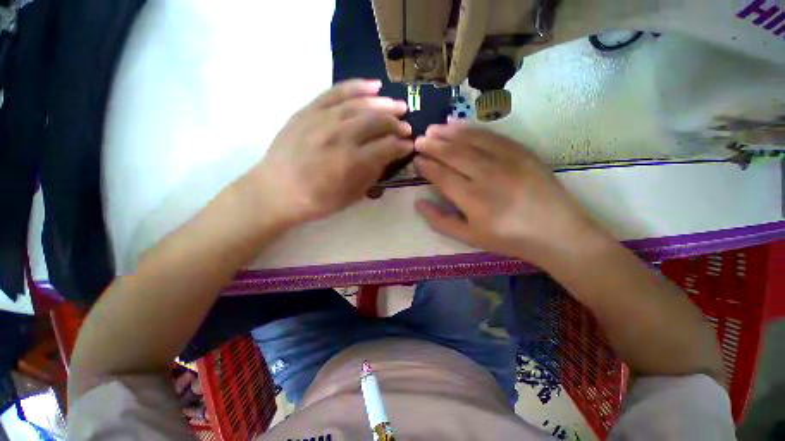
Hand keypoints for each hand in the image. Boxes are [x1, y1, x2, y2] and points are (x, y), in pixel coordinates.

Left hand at [239, 79, 413, 226]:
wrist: (275, 191)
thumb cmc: (316, 201)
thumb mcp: (350, 197)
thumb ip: (371, 175)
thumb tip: (386, 157)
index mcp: (350, 162)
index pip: (386, 147)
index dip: (402, 146)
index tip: (409, 146)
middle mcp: (339, 136)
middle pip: (376, 122)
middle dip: (397, 124)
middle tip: (407, 127)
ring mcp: (322, 119)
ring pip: (360, 105)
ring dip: (384, 104)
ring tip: (398, 105)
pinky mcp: (308, 110)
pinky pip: (336, 92)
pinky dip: (357, 87)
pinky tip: (374, 86)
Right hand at [414, 124, 606, 264]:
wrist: (557, 232)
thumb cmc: (508, 238)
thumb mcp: (469, 238)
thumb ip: (440, 221)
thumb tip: (418, 203)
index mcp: (472, 199)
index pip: (441, 176)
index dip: (426, 166)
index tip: (416, 160)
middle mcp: (487, 175)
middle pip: (453, 154)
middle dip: (432, 145)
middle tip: (418, 141)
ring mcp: (506, 160)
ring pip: (471, 140)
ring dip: (448, 133)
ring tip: (433, 129)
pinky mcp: (521, 151)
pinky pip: (491, 135)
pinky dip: (472, 128)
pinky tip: (458, 124)